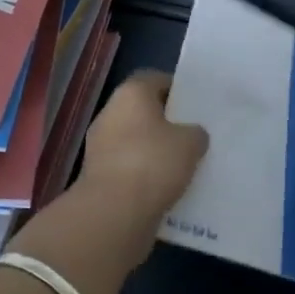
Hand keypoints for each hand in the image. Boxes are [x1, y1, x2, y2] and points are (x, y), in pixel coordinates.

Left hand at [80, 71, 207, 234]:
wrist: (112, 214)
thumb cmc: (153, 163)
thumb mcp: (191, 142)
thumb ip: (196, 133)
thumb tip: (192, 135)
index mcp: (130, 94)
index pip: (154, 79)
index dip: (176, 89)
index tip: (195, 104)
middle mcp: (110, 114)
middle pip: (143, 111)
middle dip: (166, 122)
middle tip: (193, 134)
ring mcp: (100, 147)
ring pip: (136, 142)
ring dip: (155, 151)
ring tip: (184, 165)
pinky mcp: (98, 178)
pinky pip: (129, 169)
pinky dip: (145, 175)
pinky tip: (167, 187)